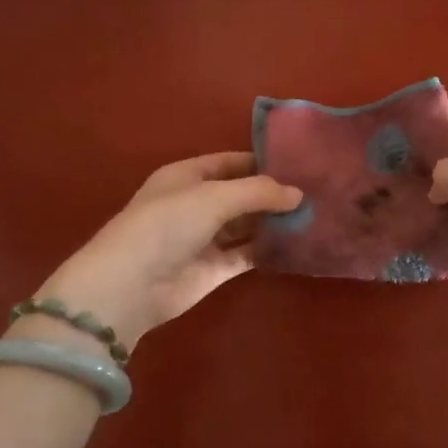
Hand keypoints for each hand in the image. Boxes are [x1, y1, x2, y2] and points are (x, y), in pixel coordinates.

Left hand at [33, 153, 302, 350]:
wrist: (130, 286)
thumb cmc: (167, 225)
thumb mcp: (214, 197)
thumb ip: (258, 192)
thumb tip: (299, 194)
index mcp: (187, 176)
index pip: (232, 162)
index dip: (264, 161)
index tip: (302, 163)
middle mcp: (197, 203)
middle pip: (242, 193)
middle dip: (274, 193)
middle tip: (317, 191)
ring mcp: (206, 237)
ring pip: (247, 224)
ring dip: (274, 221)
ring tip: (316, 215)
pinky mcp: (214, 268)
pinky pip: (248, 253)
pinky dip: (269, 248)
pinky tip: (298, 243)